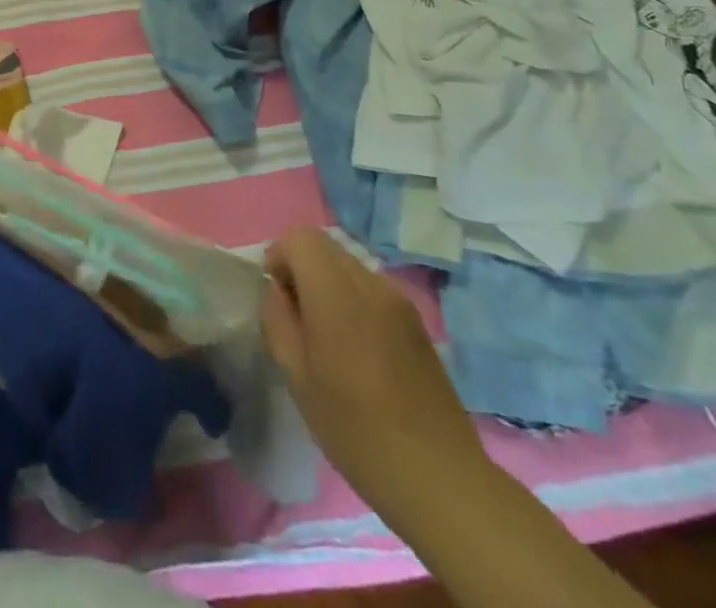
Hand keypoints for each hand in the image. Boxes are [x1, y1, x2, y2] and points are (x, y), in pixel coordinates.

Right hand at [263, 228, 487, 514]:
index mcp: (336, 292)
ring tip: (327, 337)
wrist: (438, 477)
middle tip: (297, 317)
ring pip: (349, 267)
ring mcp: (399, 301)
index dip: (280, 256)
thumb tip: (278, 292)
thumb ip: (278, 320)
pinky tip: (358, 351)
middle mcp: (370, 283)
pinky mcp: (417, 322)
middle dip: (302, 268)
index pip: (300, 238)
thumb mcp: (297, 376)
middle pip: (325, 247)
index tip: (277, 296)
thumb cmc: (355, 428)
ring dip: (328, 285)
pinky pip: (372, 291)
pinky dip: (354, 301)